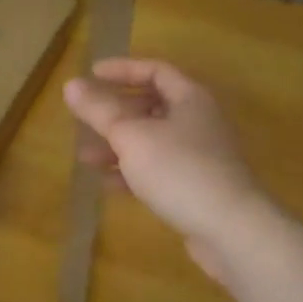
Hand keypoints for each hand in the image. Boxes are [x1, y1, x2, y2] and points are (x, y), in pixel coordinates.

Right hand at [63, 57, 277, 283]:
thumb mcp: (131, 136)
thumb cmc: (179, 170)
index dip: (122, 70)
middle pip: (152, 105)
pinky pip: (159, 169)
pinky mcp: (198, 187)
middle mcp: (198, 121)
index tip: (91, 74)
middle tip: (86, 117)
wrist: (231, 231)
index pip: (155, 70)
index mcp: (190, 98)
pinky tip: (107, 184)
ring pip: (153, 140)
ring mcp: (200, 156)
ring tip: (85, 157)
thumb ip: (99, 110)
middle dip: (115, 112)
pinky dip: (133, 172)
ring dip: (119, 145)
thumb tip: (71, 85)